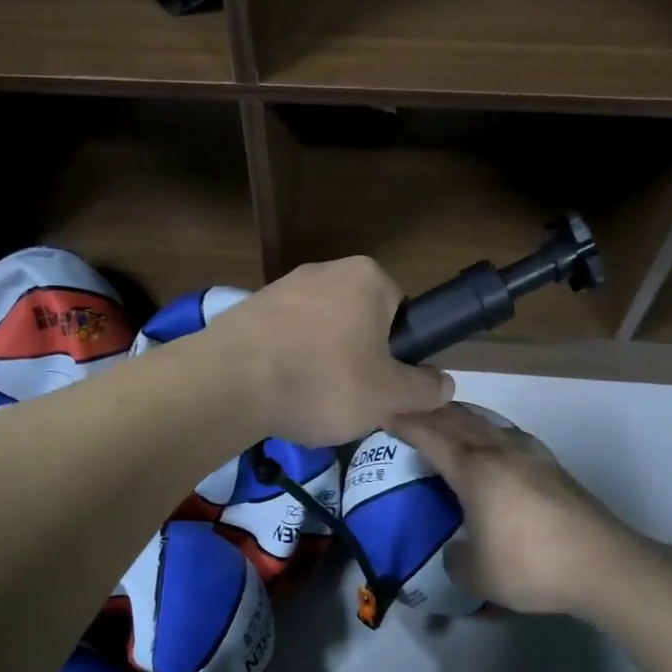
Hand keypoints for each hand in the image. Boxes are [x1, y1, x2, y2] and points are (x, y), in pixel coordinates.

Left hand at [203, 257, 453, 445]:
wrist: (228, 383)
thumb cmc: (322, 381)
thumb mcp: (389, 396)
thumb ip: (425, 389)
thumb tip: (443, 384)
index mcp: (367, 277)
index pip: (401, 314)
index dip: (398, 355)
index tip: (383, 386)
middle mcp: (325, 270)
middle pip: (359, 323)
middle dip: (358, 359)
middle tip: (349, 399)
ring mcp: (281, 287)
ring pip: (320, 333)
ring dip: (321, 364)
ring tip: (309, 401)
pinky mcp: (248, 310)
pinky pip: (284, 339)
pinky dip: (287, 364)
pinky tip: (278, 393)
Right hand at [391, 402, 645, 615]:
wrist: (604, 565)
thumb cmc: (531, 565)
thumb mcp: (478, 576)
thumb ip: (456, 560)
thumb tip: (456, 551)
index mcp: (474, 470)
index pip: (430, 435)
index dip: (404, 422)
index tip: (383, 411)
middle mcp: (500, 451)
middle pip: (458, 419)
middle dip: (429, 411)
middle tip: (407, 410)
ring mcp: (530, 454)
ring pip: (486, 422)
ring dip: (460, 416)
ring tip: (446, 420)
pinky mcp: (553, 466)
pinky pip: (508, 435)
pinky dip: (488, 430)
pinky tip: (493, 443)